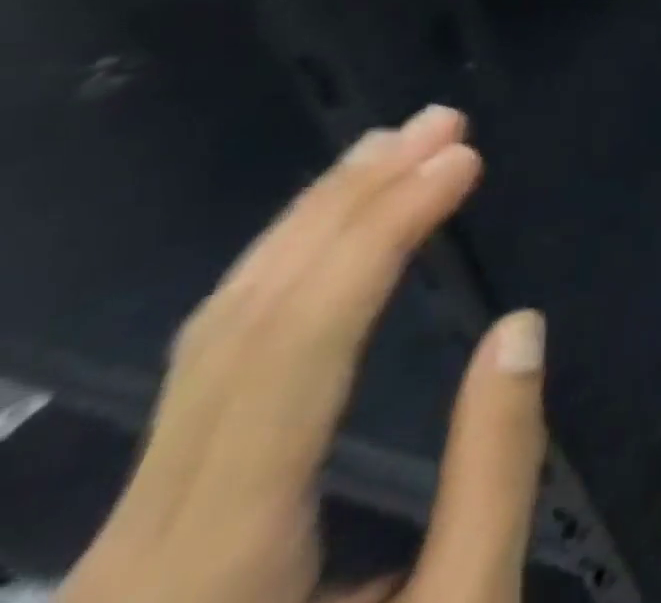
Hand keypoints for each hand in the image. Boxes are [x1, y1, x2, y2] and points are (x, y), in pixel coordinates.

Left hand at [62, 104, 546, 602]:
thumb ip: (494, 477)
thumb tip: (520, 328)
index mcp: (213, 570)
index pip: (298, 347)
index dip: (382, 233)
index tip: (460, 158)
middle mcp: (137, 541)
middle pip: (240, 322)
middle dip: (348, 201)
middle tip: (438, 123)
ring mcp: (120, 537)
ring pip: (207, 337)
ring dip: (310, 225)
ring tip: (390, 150)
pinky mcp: (139, 530)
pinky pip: (210, 367)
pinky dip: (283, 278)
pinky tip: (334, 239)